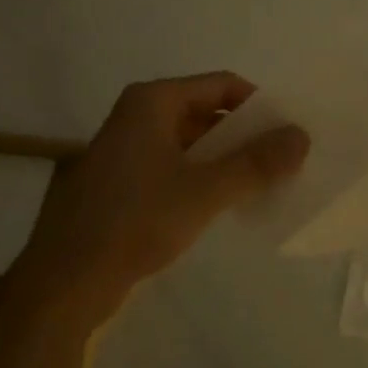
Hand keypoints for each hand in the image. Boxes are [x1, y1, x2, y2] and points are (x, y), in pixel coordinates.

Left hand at [14, 73, 309, 326]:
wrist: (65, 282)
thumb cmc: (135, 221)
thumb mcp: (205, 190)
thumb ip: (256, 162)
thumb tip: (302, 136)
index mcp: (153, 101)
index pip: (222, 85)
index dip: (259, 105)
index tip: (288, 134)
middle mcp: (137, 115)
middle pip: (206, 111)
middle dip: (245, 135)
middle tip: (282, 162)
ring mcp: (126, 149)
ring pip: (191, 142)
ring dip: (226, 159)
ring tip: (261, 184)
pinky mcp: (121, 182)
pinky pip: (174, 167)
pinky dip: (202, 178)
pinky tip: (223, 204)